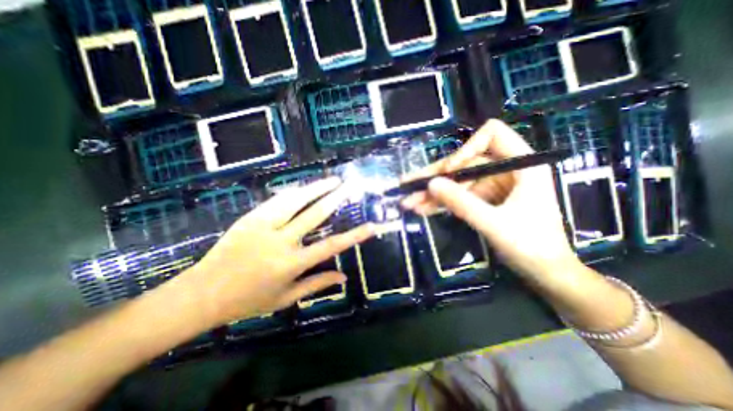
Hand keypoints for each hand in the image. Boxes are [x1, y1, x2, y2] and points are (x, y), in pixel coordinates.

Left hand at [175, 178, 372, 328]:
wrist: (202, 293)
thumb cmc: (248, 301)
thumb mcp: (286, 298)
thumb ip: (317, 284)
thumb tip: (344, 276)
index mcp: (291, 264)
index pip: (331, 246)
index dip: (354, 235)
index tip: (371, 226)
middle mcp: (281, 241)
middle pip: (314, 214)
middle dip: (335, 198)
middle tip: (349, 186)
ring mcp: (263, 226)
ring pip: (295, 200)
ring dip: (315, 188)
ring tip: (331, 179)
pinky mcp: (250, 218)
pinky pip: (276, 200)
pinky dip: (294, 192)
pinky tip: (304, 187)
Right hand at [400, 119, 578, 281]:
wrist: (544, 273)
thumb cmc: (531, 246)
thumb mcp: (494, 223)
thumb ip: (462, 203)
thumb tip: (431, 184)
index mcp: (521, 164)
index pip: (492, 135)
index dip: (466, 149)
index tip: (449, 171)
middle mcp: (505, 169)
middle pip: (463, 163)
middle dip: (435, 176)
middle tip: (407, 185)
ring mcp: (491, 185)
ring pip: (456, 182)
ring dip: (432, 193)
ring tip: (408, 203)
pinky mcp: (482, 199)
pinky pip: (457, 196)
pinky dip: (440, 203)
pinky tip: (421, 209)